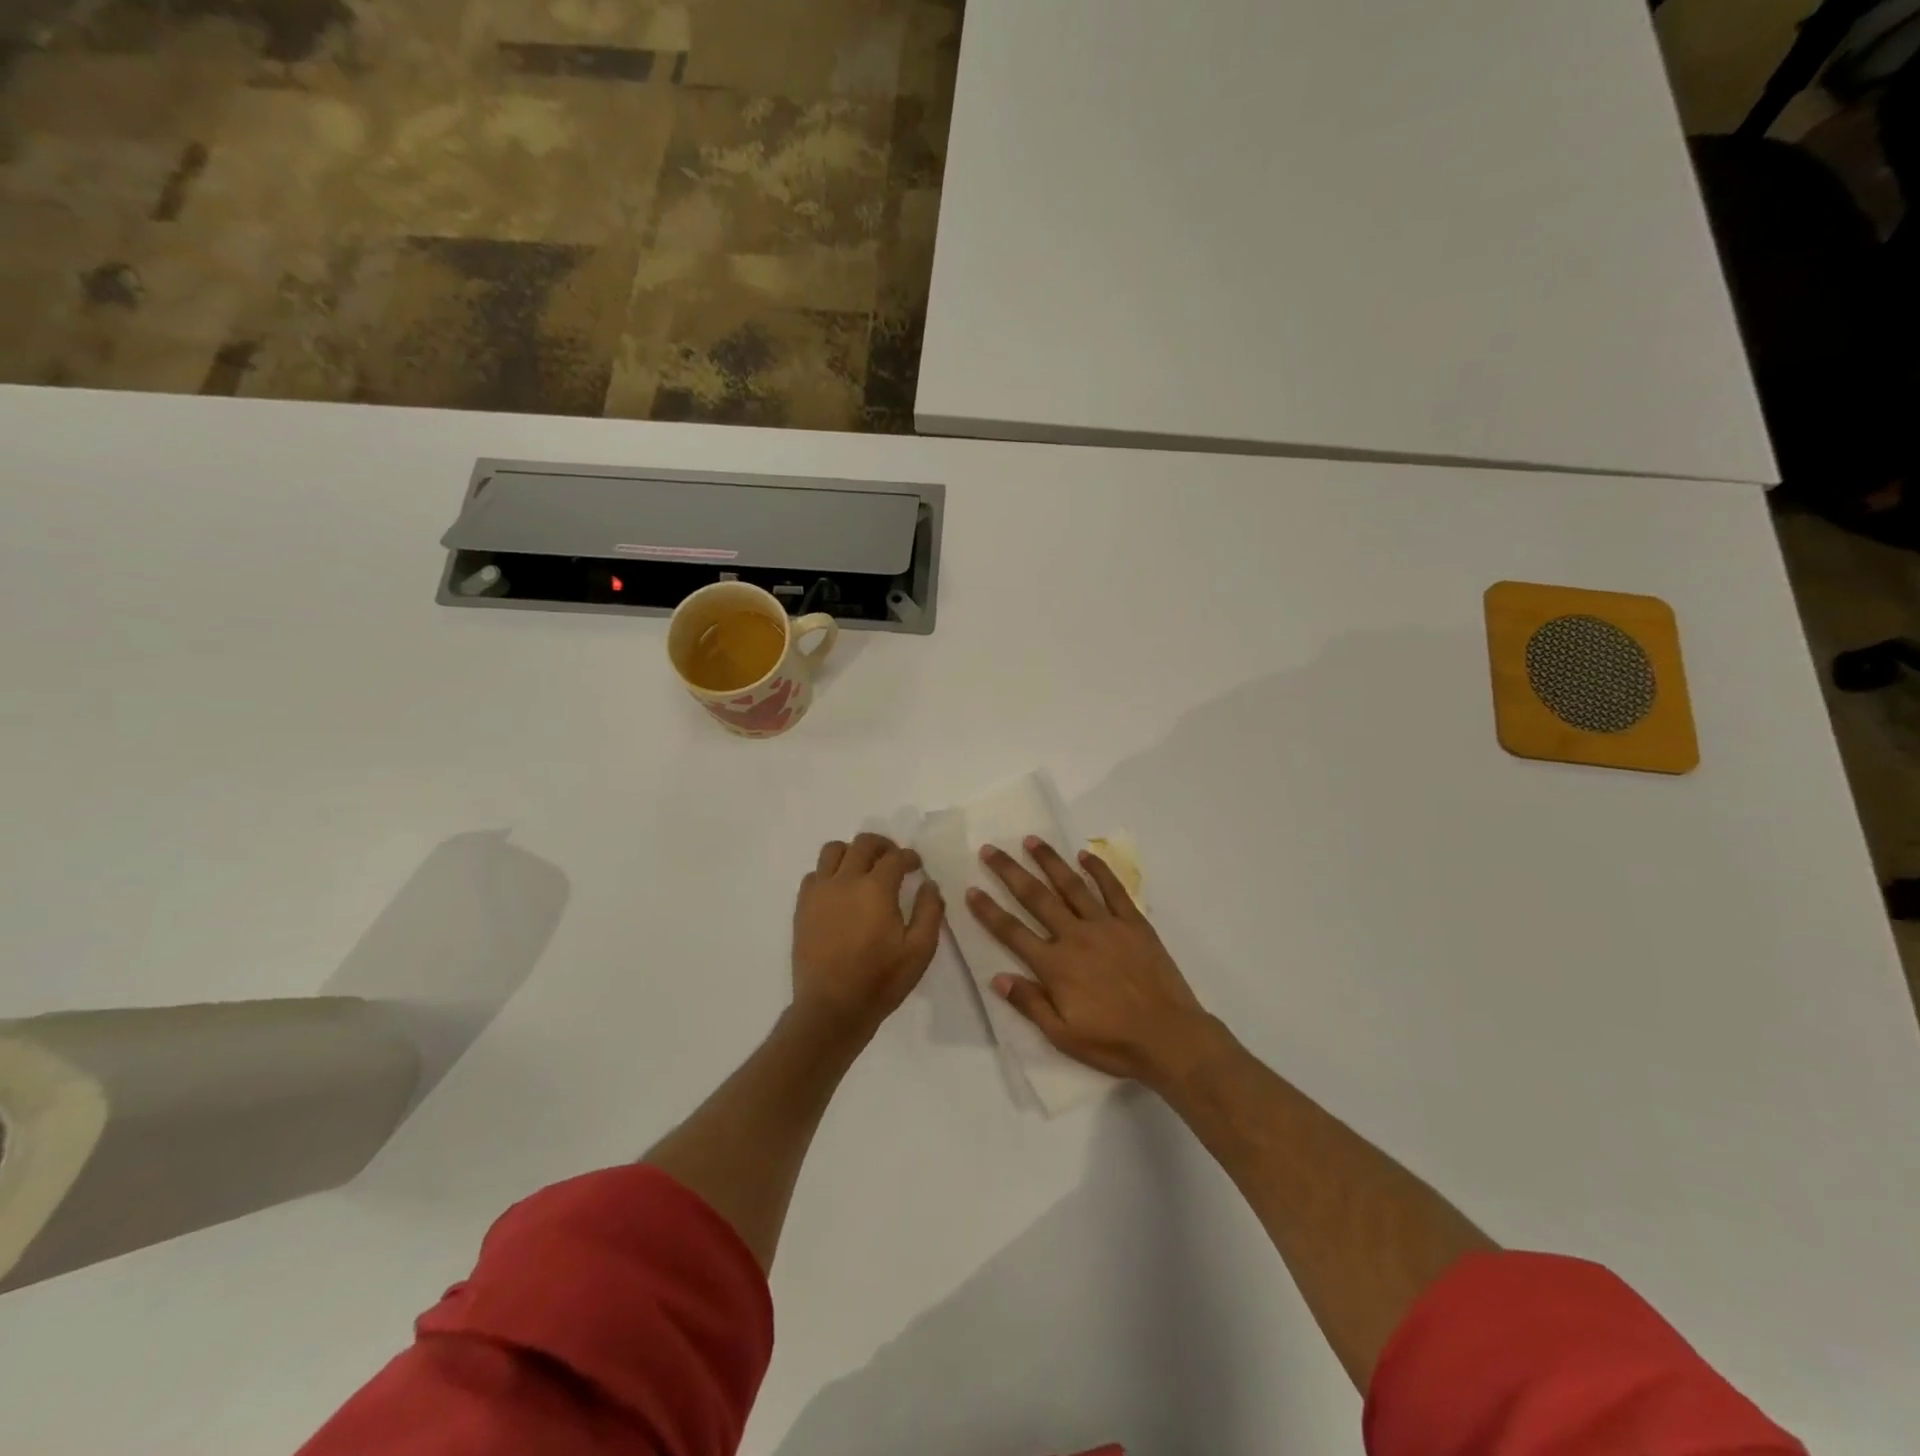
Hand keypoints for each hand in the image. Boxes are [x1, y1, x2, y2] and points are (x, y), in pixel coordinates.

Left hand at [792, 833, 943, 1037]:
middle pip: (863, 843)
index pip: (895, 857)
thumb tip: (929, 884)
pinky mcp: (802, 907)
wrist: (832, 1008)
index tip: (916, 866)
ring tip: (862, 869)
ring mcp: (819, 892)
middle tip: (893, 859)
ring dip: (851, 852)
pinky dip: (828, 873)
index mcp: (876, 888)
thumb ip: (930, 911)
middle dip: (882, 845)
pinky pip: (814, 874)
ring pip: (832, 850)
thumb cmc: (880, 980)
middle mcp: (845, 880)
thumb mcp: (920, 950)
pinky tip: (839, 890)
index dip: (909, 857)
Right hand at [968, 837, 1219, 1085]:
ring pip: (1071, 885)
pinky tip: (1085, 854)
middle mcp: (1075, 936)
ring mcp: (1106, 925)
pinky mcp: (1133, 923)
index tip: (971, 889)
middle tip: (990, 849)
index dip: (988, 911)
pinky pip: (1113, 890)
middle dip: (1010, 872)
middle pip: (1036, 898)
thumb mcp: (1063, 1035)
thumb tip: (997, 977)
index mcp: (1055, 965)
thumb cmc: (1113, 1042)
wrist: (1170, 1037)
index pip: (1012, 931)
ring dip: (1049, 861)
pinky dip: (1098, 870)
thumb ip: (1030, 1003)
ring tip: (1031, 840)